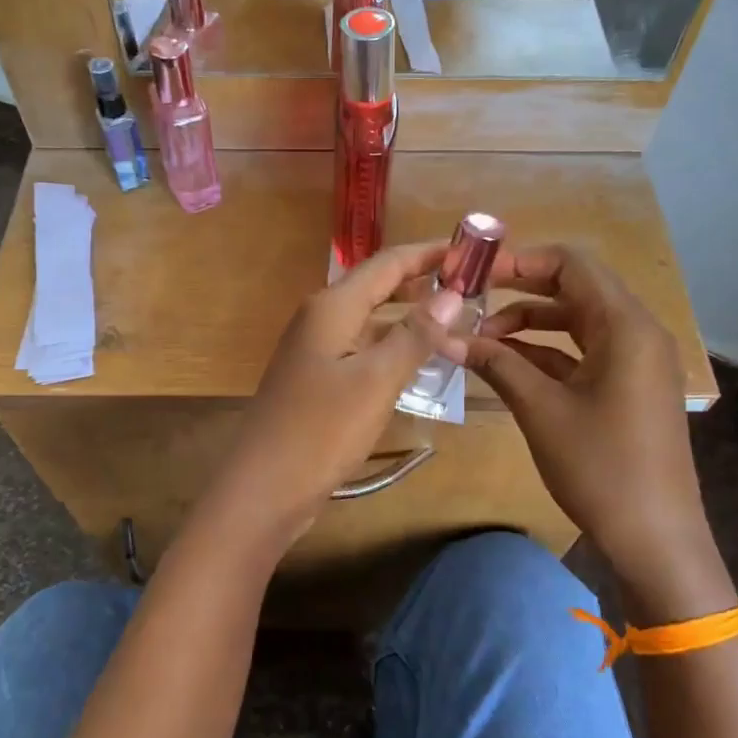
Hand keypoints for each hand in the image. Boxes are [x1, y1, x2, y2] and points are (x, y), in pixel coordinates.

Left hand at [200, 242, 464, 551]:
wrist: (264, 488)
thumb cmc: (321, 430)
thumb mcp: (376, 380)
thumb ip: (414, 335)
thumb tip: (452, 294)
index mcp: (333, 306)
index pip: (389, 263)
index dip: (431, 253)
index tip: (474, 250)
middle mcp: (321, 318)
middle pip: (379, 286)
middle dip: (423, 281)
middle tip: (473, 285)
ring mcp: (316, 349)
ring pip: (371, 320)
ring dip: (410, 317)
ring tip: (456, 320)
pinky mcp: (317, 379)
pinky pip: (362, 349)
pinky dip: (393, 347)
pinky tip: (419, 361)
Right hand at [461, 245, 723, 602]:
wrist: (655, 538)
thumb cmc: (600, 466)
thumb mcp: (541, 410)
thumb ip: (496, 363)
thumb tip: (447, 336)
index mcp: (626, 326)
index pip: (572, 265)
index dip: (521, 261)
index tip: (476, 272)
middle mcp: (637, 332)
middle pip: (575, 289)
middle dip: (520, 291)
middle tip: (471, 299)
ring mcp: (636, 361)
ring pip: (577, 323)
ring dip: (530, 325)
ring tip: (481, 339)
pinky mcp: (629, 388)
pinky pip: (585, 353)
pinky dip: (547, 353)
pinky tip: (507, 365)